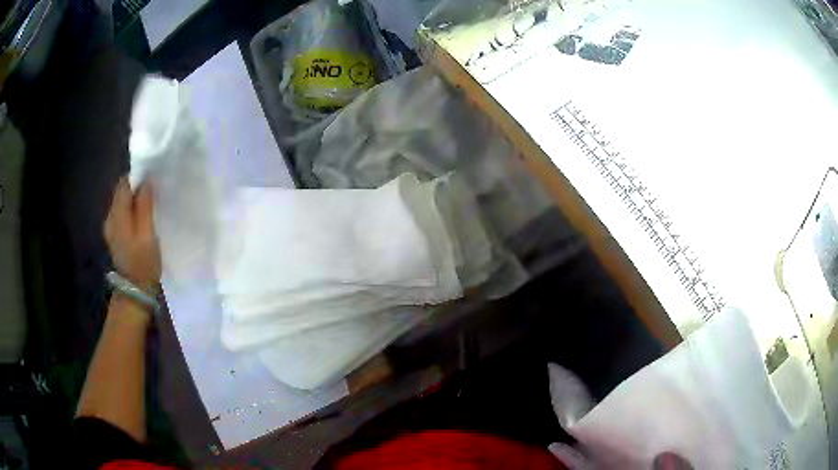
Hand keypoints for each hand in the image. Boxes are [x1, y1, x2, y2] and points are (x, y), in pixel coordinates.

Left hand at [104, 177, 160, 288]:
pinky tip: (141, 217)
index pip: (124, 185)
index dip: (137, 177)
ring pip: (121, 202)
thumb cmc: (144, 263)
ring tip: (150, 203)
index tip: (152, 177)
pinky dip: (131, 209)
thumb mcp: (148, 235)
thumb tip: (145, 183)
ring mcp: (110, 227)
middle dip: (136, 187)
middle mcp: (110, 217)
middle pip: (121, 192)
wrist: (135, 291)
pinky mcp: (114, 234)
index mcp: (117, 216)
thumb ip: (144, 207)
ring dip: (134, 198)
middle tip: (153, 190)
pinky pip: (121, 213)